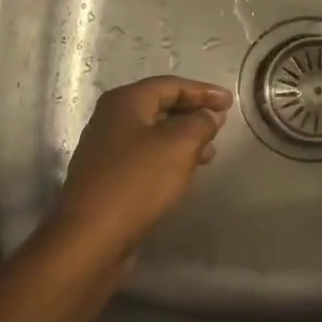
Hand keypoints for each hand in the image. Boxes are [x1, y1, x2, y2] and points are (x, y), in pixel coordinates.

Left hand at [52, 77, 232, 251]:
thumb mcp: (179, 145)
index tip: (230, 101)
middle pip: (159, 107)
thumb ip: (200, 123)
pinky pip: (144, 158)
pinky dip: (168, 159)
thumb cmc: (137, 181)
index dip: (202, 91)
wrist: (91, 237)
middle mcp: (110, 119)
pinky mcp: (107, 178)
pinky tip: (184, 174)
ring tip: (210, 152)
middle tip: (220, 124)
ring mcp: (105, 150)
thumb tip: (209, 116)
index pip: (170, 85)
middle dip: (192, 113)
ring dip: (183, 139)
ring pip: (152, 134)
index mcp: (124, 102)